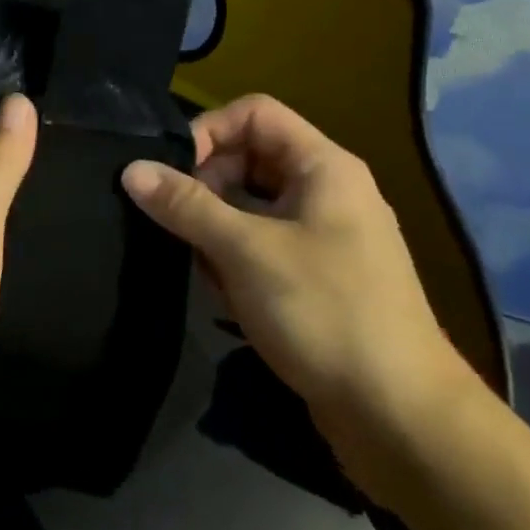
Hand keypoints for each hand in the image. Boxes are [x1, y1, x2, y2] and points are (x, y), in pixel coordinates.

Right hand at [121, 94, 476, 495]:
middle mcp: (325, 192)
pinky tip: (227, 299)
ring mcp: (322, 237)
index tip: (173, 175)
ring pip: (249, 208)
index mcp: (323, 167)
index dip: (208, 132)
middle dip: (207, 189)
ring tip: (206, 271)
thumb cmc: (324, 312)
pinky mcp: (315, 278)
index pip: (254, 113)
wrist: (397, 415)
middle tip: (182, 228)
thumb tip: (131, 169)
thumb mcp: (245, 251)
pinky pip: (261, 247)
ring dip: (216, 232)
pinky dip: (236, 263)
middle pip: (248, 159)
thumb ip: (186, 205)